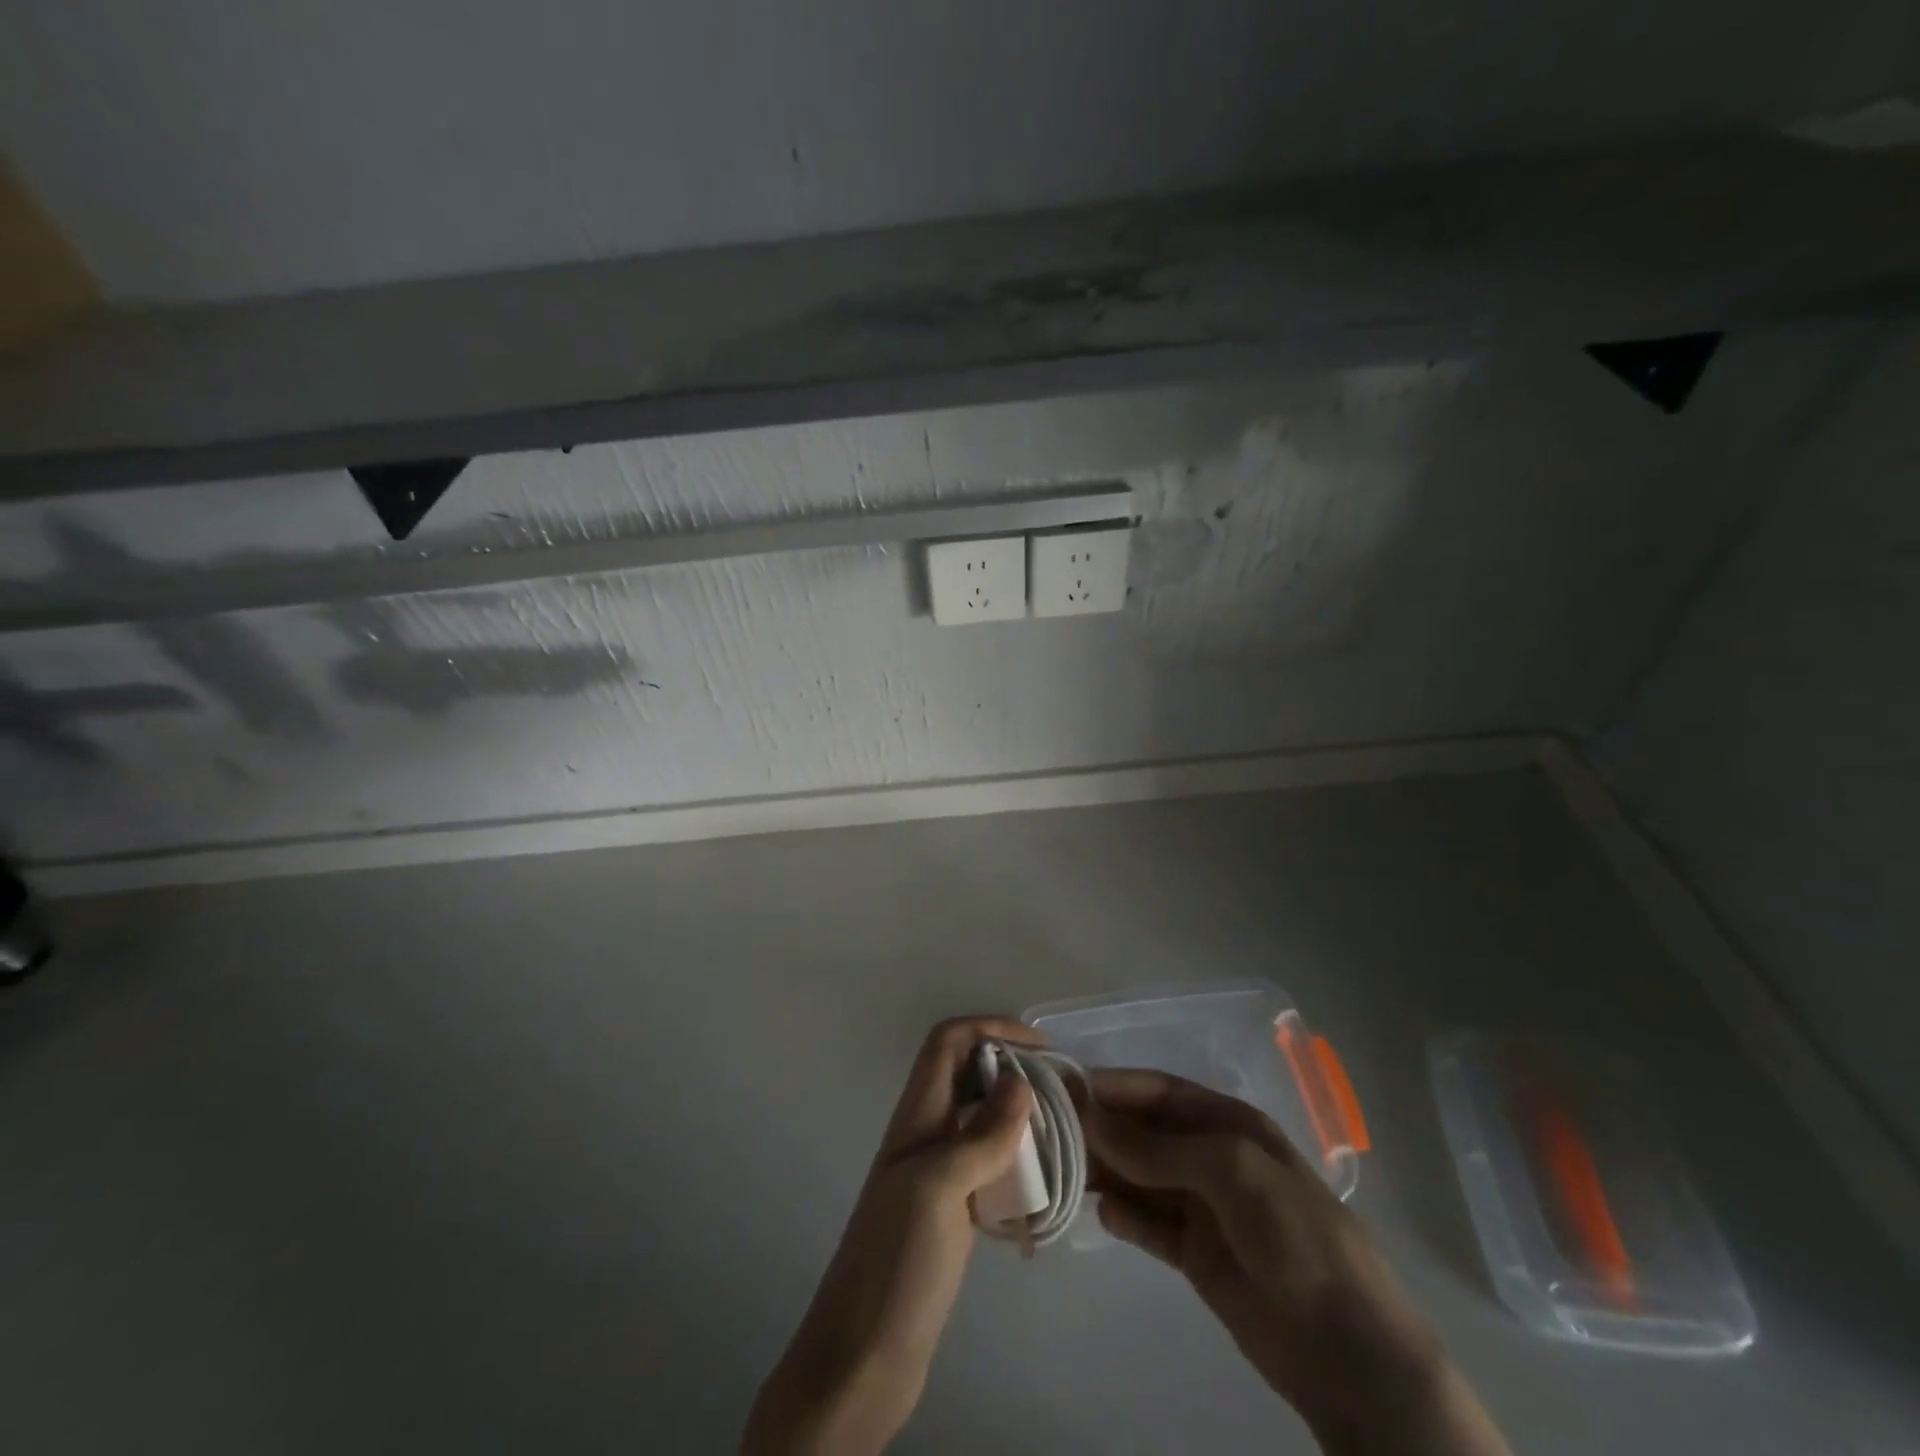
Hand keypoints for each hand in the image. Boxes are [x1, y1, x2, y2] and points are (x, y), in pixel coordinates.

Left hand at [742, 1017, 1038, 1455]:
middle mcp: (926, 1134)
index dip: (990, 1029)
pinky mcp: (952, 1212)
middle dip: (1012, 1068)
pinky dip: (1017, 1163)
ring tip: (1062, 1133)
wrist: (862, 1358)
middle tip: (1061, 1091)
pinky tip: (1045, 1187)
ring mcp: (938, 1174)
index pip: (948, 1042)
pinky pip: (989, 1167)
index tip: (1041, 1047)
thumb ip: (980, 1135)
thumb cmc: (896, 1263)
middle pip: (967, 1074)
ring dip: (1018, 1117)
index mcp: (916, 1116)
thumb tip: (1021, 1080)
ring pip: (981, 1120)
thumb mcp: (938, 1189)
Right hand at [1084, 1069, 1509, 1455]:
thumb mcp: (1231, 1170)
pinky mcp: (1195, 1253)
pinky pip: (1148, 1224)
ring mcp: (1202, 1205)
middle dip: (1102, 1129)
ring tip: (1064, 1173)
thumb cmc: (1294, 1233)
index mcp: (1226, 1122)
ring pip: (1139, 1176)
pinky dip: (1124, 1217)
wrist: (1348, 1348)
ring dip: (1106, 1172)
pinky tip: (1103, 1216)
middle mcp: (1209, 1155)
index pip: (1158, 1091)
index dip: (1113, 1087)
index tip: (1064, 1090)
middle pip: (1143, 1132)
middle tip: (1051, 1135)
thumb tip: (1091, 1119)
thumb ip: (1158, 1146)